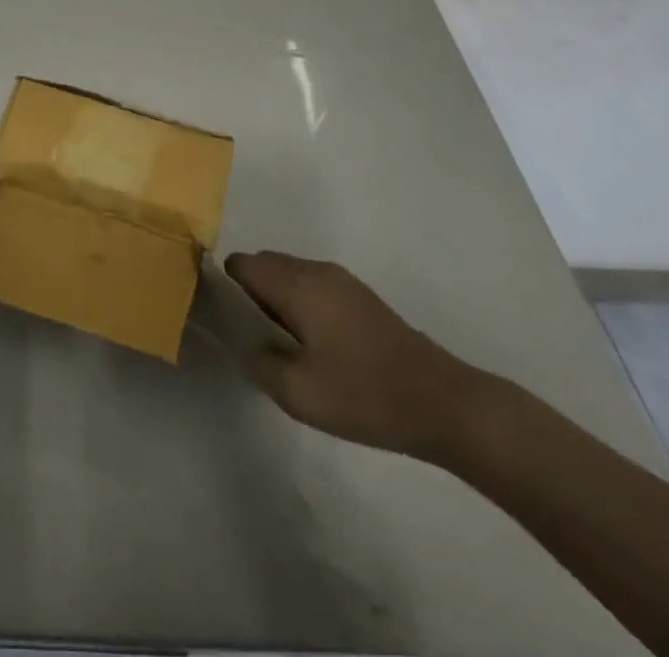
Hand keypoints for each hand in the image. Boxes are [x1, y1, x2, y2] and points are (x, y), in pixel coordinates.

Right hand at [225, 251, 489, 462]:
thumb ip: (260, 363)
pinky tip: (312, 346)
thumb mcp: (298, 394)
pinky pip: (311, 285)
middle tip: (250, 339)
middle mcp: (316, 270)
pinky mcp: (359, 297)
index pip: (242, 264)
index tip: (224, 321)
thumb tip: (248, 344)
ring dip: (275, 299)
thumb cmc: (365, 395)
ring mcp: (341, 280)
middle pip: (264, 264)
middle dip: (249, 293)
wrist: (444, 403)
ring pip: (289, 274)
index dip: (225, 288)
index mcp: (297, 284)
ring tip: (280, 346)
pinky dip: (299, 303)